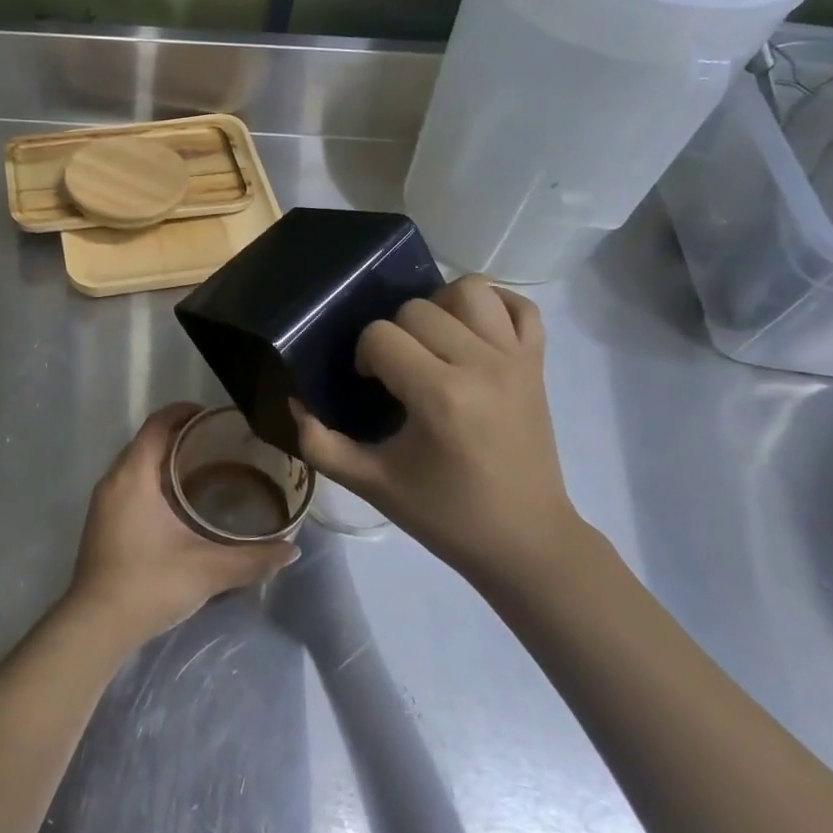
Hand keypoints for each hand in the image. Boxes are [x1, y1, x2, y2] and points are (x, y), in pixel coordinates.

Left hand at [67, 402, 298, 646]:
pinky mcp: (101, 521)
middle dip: (179, 434)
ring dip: (165, 458)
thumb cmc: (150, 583)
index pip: (158, 424)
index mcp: (134, 475)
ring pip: (136, 463)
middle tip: (218, 442)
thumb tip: (291, 548)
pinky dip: (153, 478)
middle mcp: (114, 479)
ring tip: (204, 466)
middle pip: (147, 440)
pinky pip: (129, 482)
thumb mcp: (208, 569)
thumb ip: (252, 558)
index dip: (184, 412)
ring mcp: (104, 501)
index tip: (214, 415)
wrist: (96, 626)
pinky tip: (178, 501)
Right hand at [292, 276, 580, 595]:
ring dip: (441, 307)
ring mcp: (515, 359)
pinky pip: (521, 306)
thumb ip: (320, 443)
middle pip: (418, 308)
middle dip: (395, 335)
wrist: (523, 540)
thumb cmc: (445, 514)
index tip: (372, 388)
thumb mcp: (371, 484)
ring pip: (470, 291)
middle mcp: (480, 364)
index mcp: (439, 395)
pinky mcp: (538, 363)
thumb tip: (294, 402)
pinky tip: (473, 331)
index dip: (365, 357)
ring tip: (434, 342)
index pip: (381, 336)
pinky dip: (496, 306)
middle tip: (398, 373)